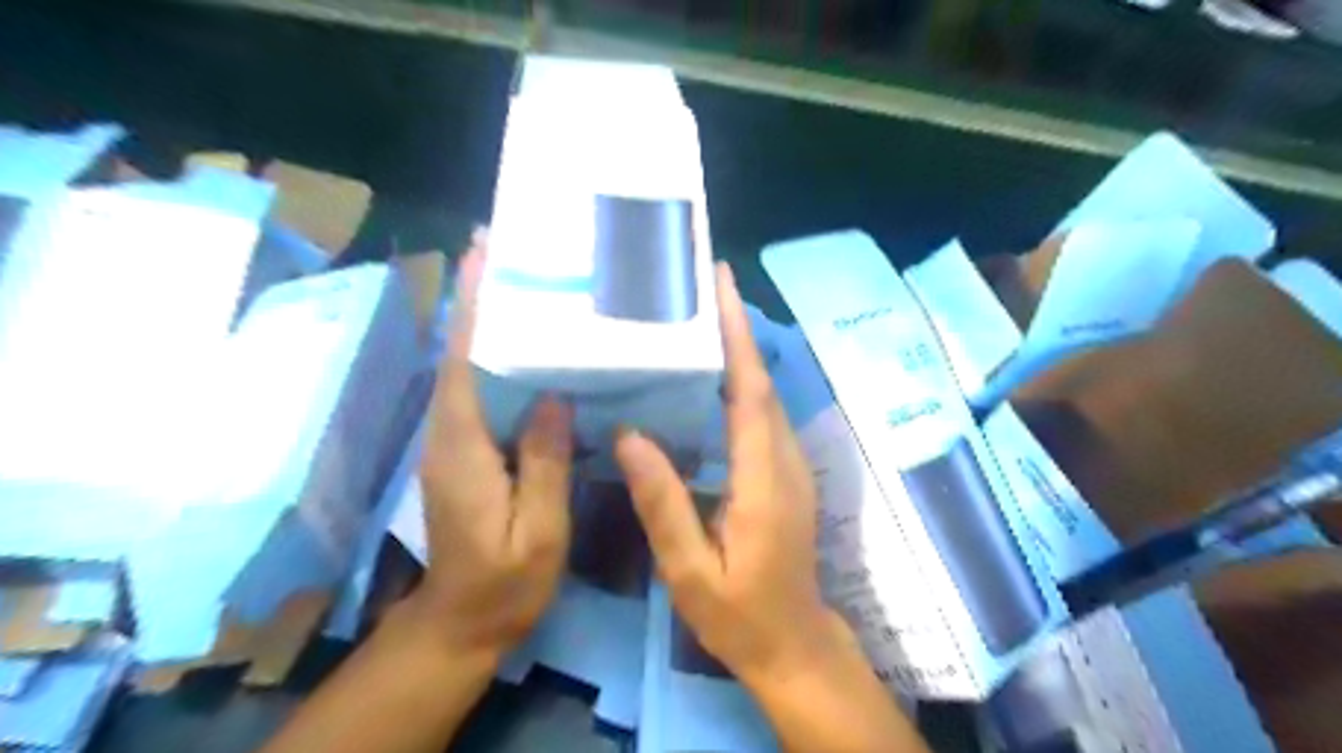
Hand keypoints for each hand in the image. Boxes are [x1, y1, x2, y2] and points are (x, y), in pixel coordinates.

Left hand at [414, 232, 569, 662]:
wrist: (464, 621)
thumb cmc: (506, 582)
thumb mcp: (538, 531)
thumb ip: (544, 463)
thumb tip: (553, 396)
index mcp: (464, 448)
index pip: (464, 363)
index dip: (472, 307)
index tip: (481, 254)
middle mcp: (448, 433)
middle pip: (460, 353)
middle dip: (477, 298)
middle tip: (508, 249)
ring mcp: (453, 441)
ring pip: (467, 368)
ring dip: (485, 321)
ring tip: (522, 281)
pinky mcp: (465, 450)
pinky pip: (479, 391)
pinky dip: (495, 357)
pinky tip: (527, 346)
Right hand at [613, 263, 853, 689]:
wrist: (794, 643)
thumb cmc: (739, 615)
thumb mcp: (690, 572)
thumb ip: (663, 505)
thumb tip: (630, 436)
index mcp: (762, 481)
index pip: (751, 393)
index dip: (738, 337)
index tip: (723, 287)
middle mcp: (785, 461)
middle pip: (761, 382)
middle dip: (737, 330)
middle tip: (703, 285)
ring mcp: (791, 466)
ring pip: (765, 396)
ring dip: (740, 352)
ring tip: (701, 318)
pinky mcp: (786, 473)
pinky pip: (763, 416)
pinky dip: (742, 383)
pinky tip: (712, 376)